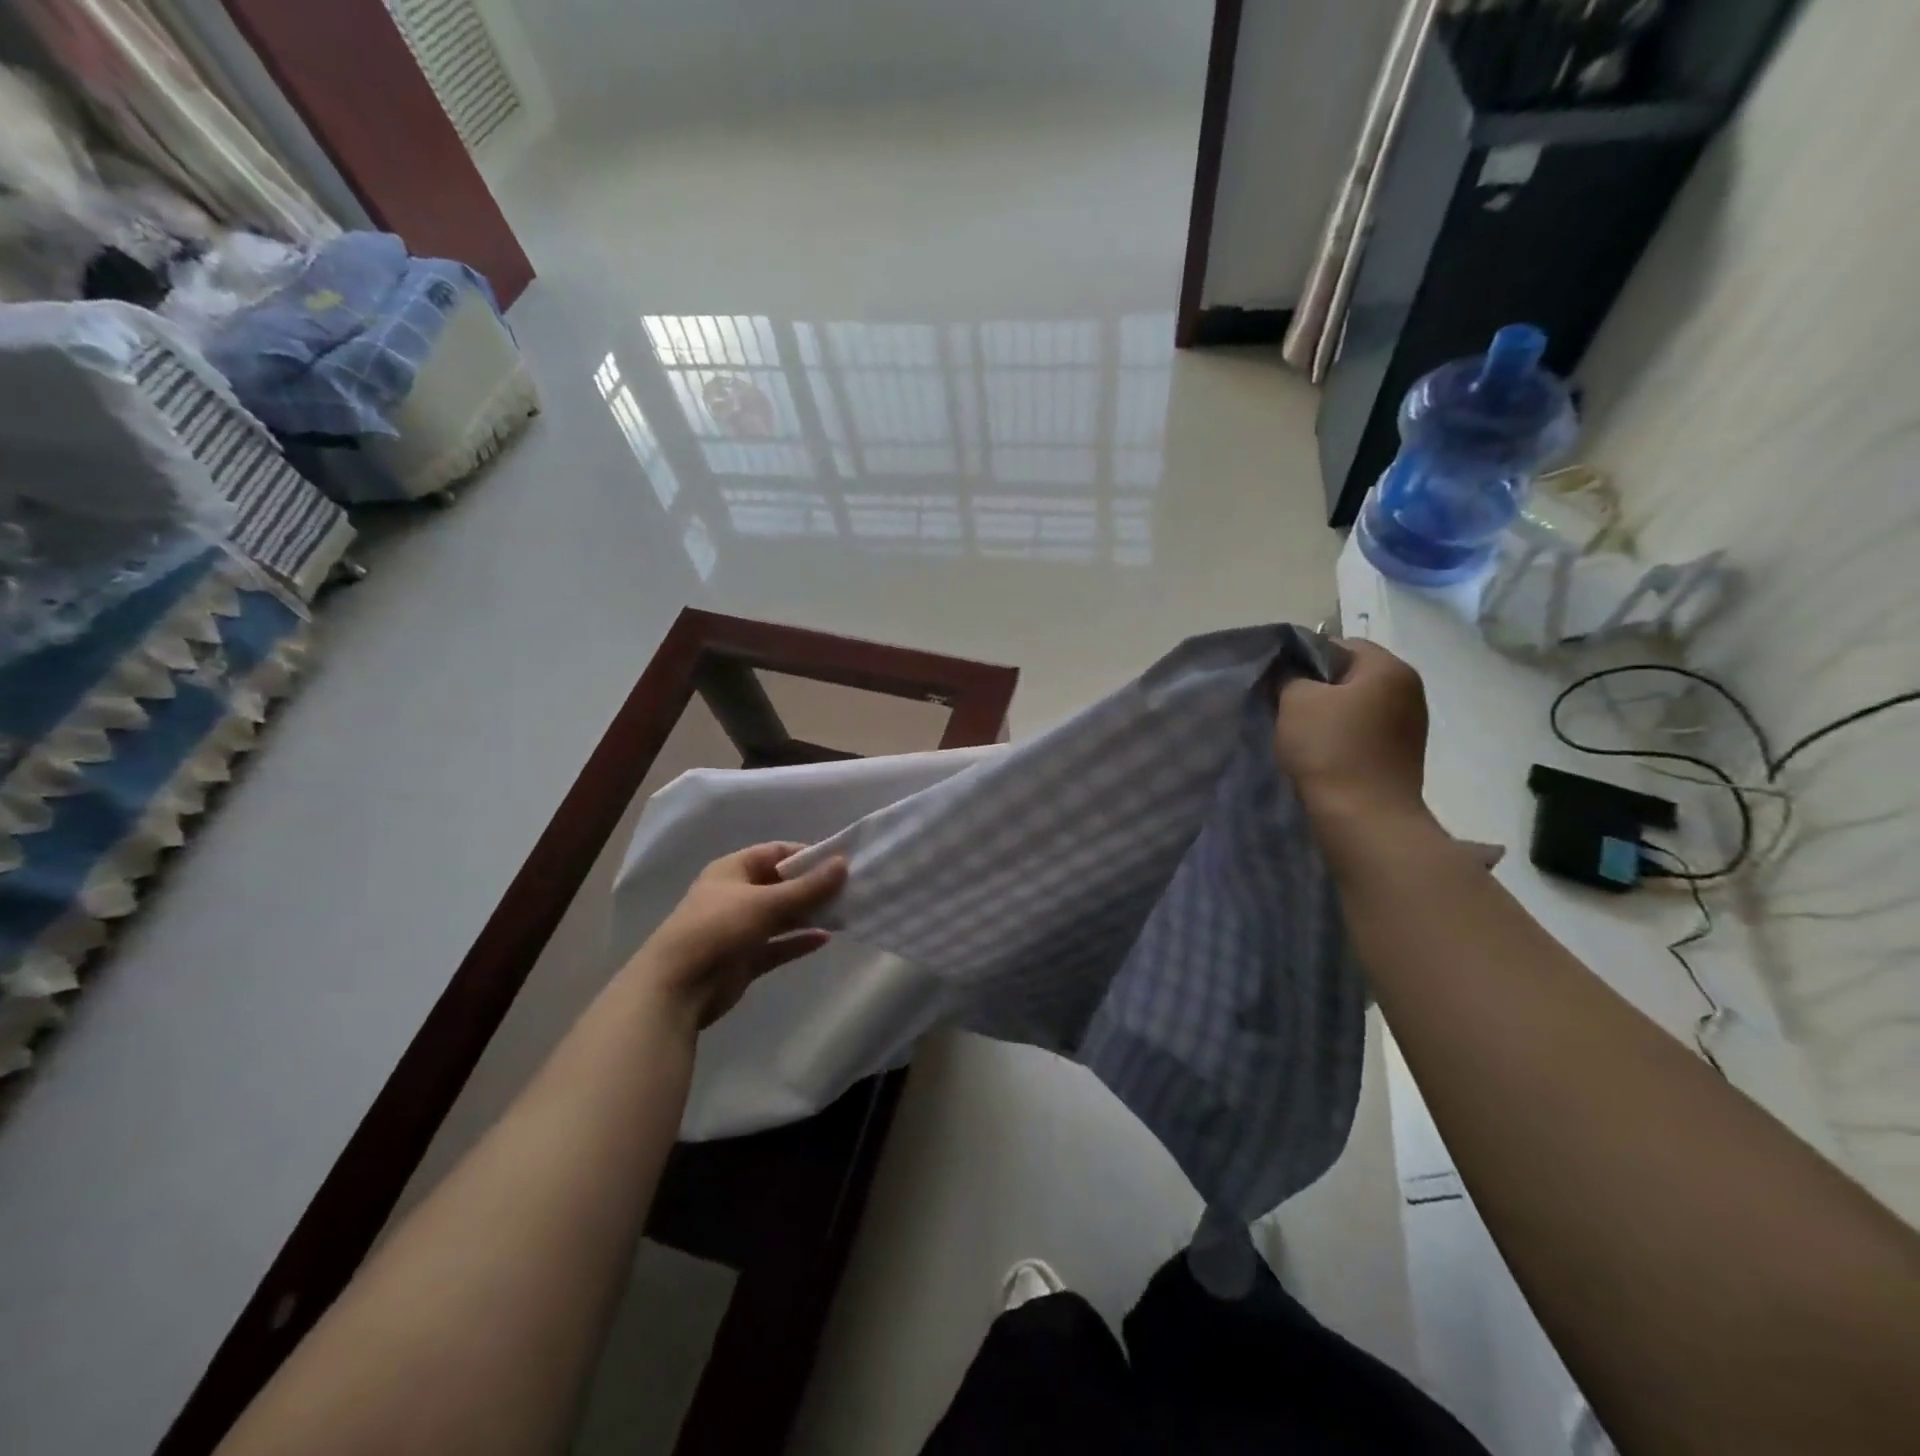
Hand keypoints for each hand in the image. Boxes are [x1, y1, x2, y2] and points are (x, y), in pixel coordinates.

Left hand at [628, 843, 847, 1029]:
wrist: (677, 987)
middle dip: (812, 887)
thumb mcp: (766, 902)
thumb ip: (808, 886)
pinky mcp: (744, 958)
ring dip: (808, 914)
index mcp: (733, 870)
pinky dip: (798, 941)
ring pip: (781, 916)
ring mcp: (739, 928)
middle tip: (849, 889)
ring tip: (844, 913)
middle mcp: (736, 895)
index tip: (839, 861)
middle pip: (781, 884)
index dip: (807, 855)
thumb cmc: (718, 928)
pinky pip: (777, 945)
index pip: (776, 852)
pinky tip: (825, 939)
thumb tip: (844, 863)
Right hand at [1275, 639, 1431, 826]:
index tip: (1279, 680)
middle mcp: (1409, 690)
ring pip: (1358, 705)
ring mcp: (1411, 725)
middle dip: (1317, 687)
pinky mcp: (1403, 755)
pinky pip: (1366, 732)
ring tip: (1301, 733)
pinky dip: (1344, 736)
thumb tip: (1289, 670)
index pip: (1340, 644)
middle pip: (1351, 675)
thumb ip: (1289, 675)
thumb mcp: (1295, 701)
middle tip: (1284, 705)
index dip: (1304, 657)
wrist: (1364, 818)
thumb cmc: (1330, 749)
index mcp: (1389, 668)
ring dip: (1329, 714)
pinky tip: (1322, 754)